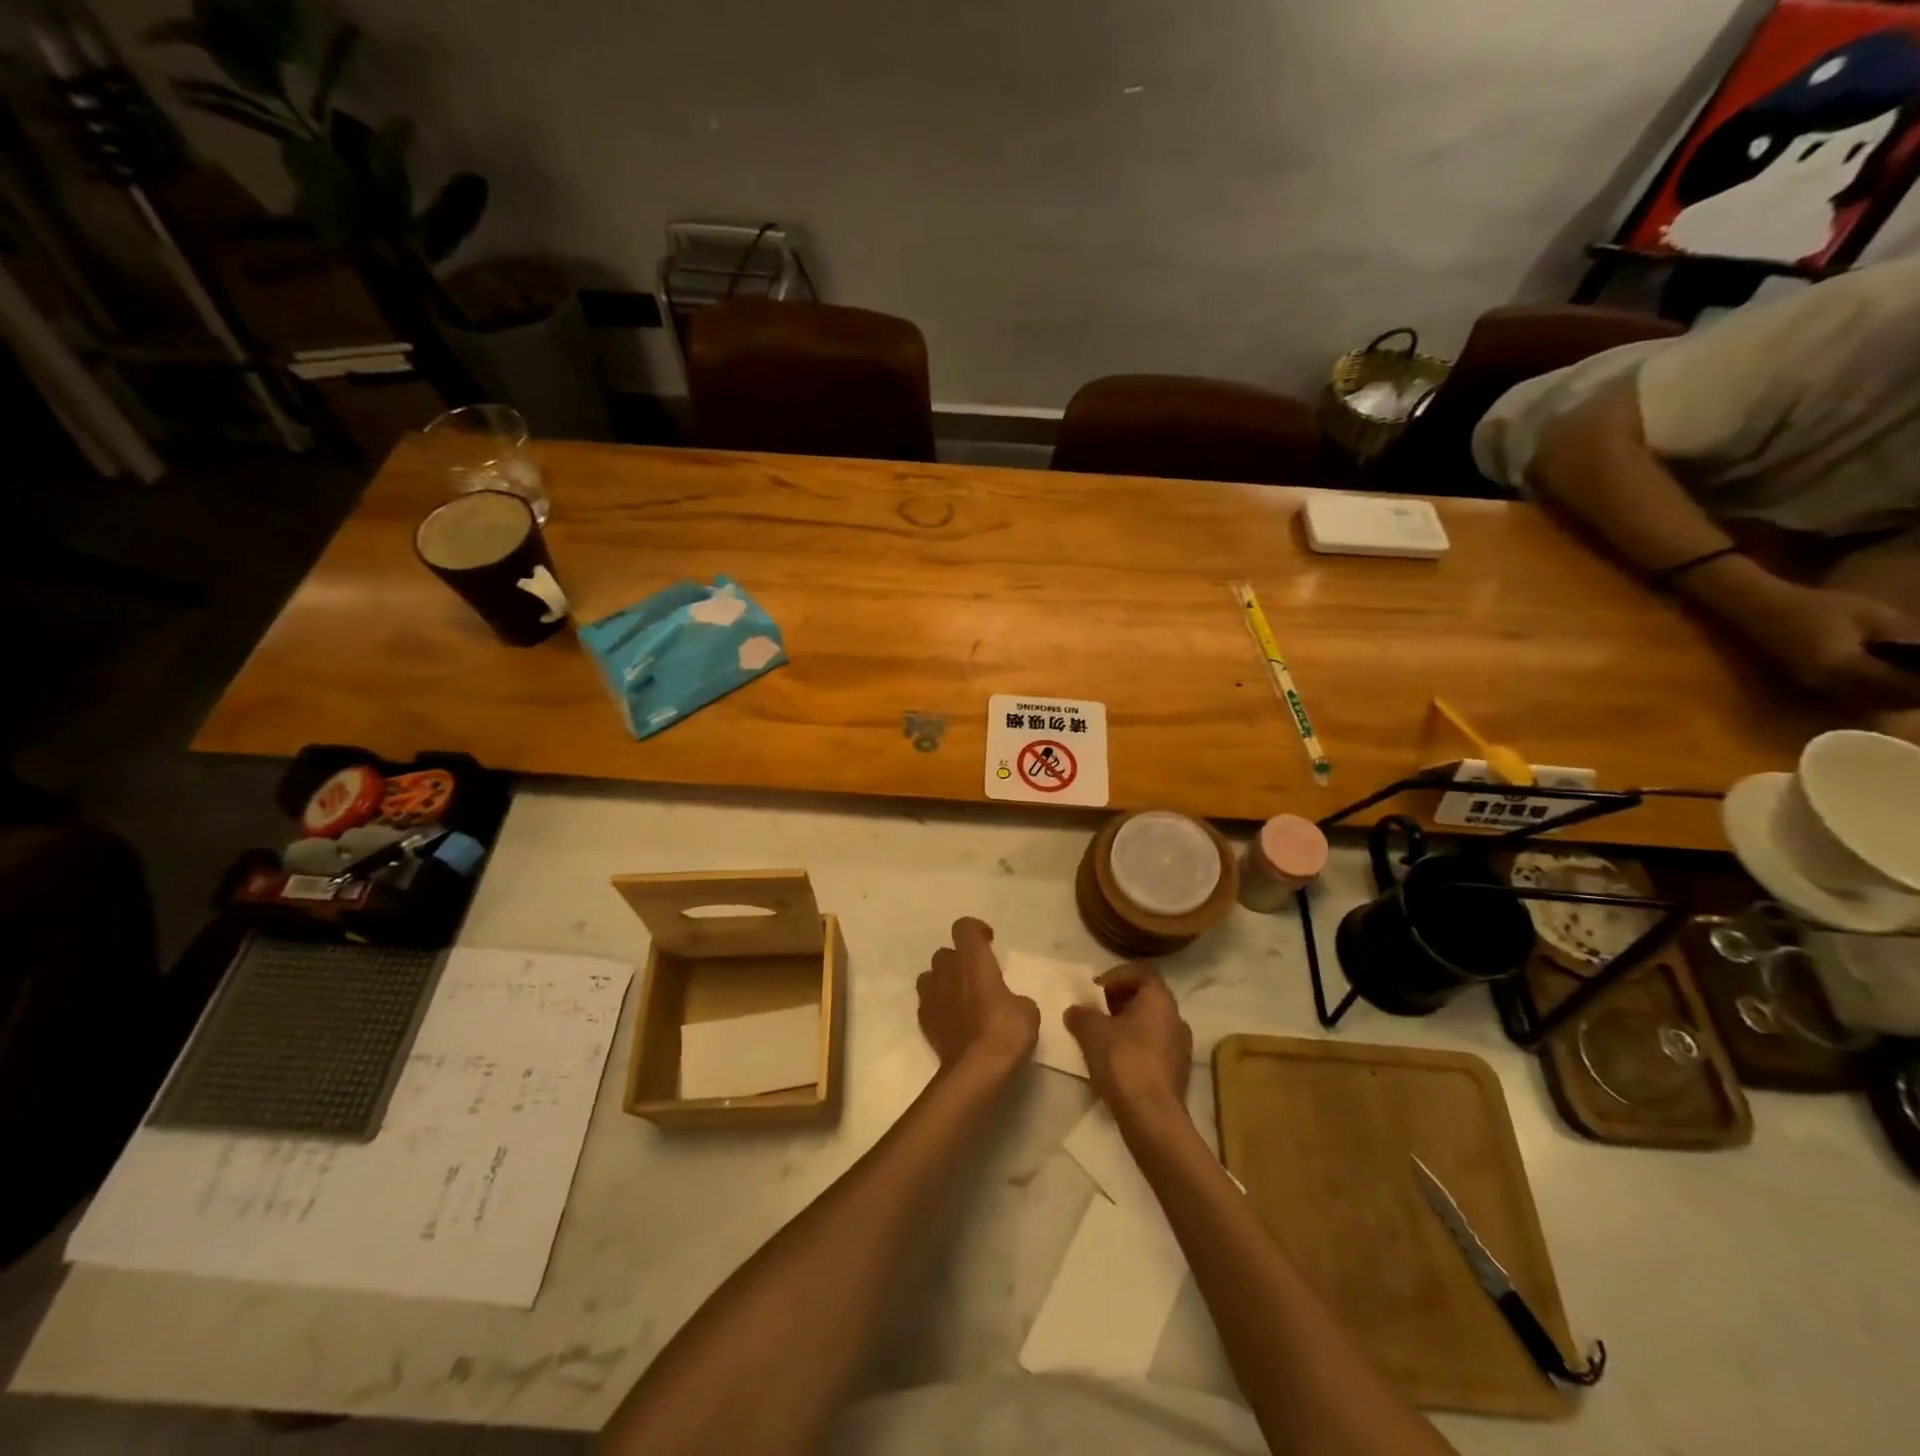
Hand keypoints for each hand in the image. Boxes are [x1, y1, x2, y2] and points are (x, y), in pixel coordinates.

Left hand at [916, 917, 1038, 1076]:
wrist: (976, 1068)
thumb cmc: (1005, 1030)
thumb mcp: (1027, 1010)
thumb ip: (1014, 997)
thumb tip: (1010, 1003)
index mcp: (973, 959)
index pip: (964, 927)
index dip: (976, 930)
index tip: (989, 942)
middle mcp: (948, 971)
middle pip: (945, 953)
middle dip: (958, 960)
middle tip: (977, 976)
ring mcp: (931, 996)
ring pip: (930, 976)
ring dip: (944, 981)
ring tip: (961, 997)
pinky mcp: (924, 1021)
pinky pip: (927, 1003)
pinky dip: (938, 1006)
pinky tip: (953, 1021)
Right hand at [1064, 964, 1191, 1120]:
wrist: (1152, 1117)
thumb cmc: (1123, 1061)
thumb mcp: (1091, 1031)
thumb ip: (1082, 1014)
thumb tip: (1076, 1011)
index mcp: (1160, 1000)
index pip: (1141, 972)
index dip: (1116, 976)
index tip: (1096, 989)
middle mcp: (1176, 1018)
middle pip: (1147, 998)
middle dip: (1120, 1001)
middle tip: (1096, 1012)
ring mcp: (1181, 1048)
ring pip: (1151, 1025)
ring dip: (1127, 1026)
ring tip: (1102, 1038)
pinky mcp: (1178, 1074)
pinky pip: (1155, 1049)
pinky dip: (1136, 1047)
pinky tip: (1116, 1063)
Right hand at [1705, 573, 1919, 707]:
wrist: (1762, 611)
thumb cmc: (1816, 607)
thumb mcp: (1873, 616)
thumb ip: (1905, 640)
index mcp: (1845, 668)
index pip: (1902, 686)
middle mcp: (1831, 684)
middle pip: (1887, 700)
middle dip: (1918, 694)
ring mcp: (1819, 686)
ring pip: (1871, 702)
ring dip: (1900, 696)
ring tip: (1917, 682)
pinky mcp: (1814, 683)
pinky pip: (1855, 695)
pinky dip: (1880, 692)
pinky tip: (1892, 680)